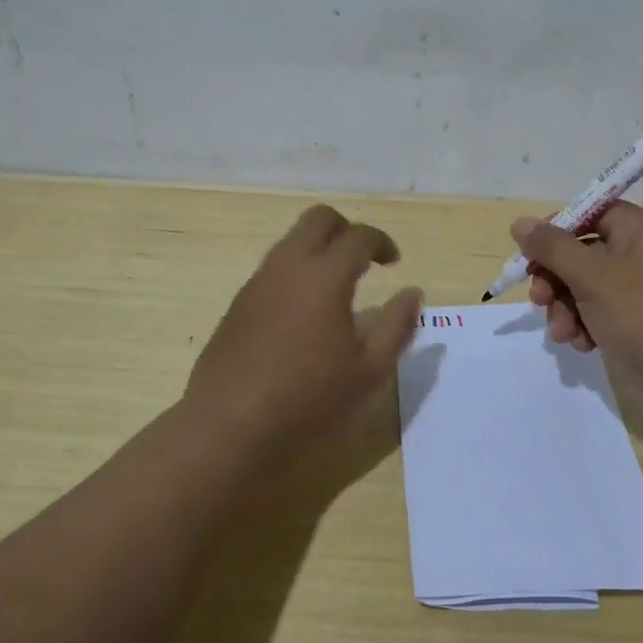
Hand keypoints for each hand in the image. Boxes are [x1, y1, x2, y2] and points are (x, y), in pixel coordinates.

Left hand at [187, 205, 422, 448]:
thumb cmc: (309, 396)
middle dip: (346, 229)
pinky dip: (296, 272)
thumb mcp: (369, 369)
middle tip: (363, 260)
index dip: (382, 243)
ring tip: (336, 288)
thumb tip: (413, 293)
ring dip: (318, 249)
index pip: (359, 236)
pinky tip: (304, 314)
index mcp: (325, 275)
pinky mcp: (238, 302)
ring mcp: (258, 282)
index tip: (393, 263)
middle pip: (319, 219)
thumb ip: (397, 325)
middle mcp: (289, 266)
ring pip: (291, 240)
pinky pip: (273, 268)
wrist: (229, 423)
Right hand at [513, 201, 642, 419]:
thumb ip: (552, 248)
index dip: (558, 230)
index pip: (591, 214)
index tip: (531, 254)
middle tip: (538, 300)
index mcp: (641, 230)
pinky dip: (584, 327)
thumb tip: (519, 223)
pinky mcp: (638, 324)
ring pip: (585, 289)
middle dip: (555, 279)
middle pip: (582, 254)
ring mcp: (642, 292)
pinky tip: (581, 345)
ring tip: (562, 333)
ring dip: (565, 309)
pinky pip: (599, 314)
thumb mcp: (592, 276)